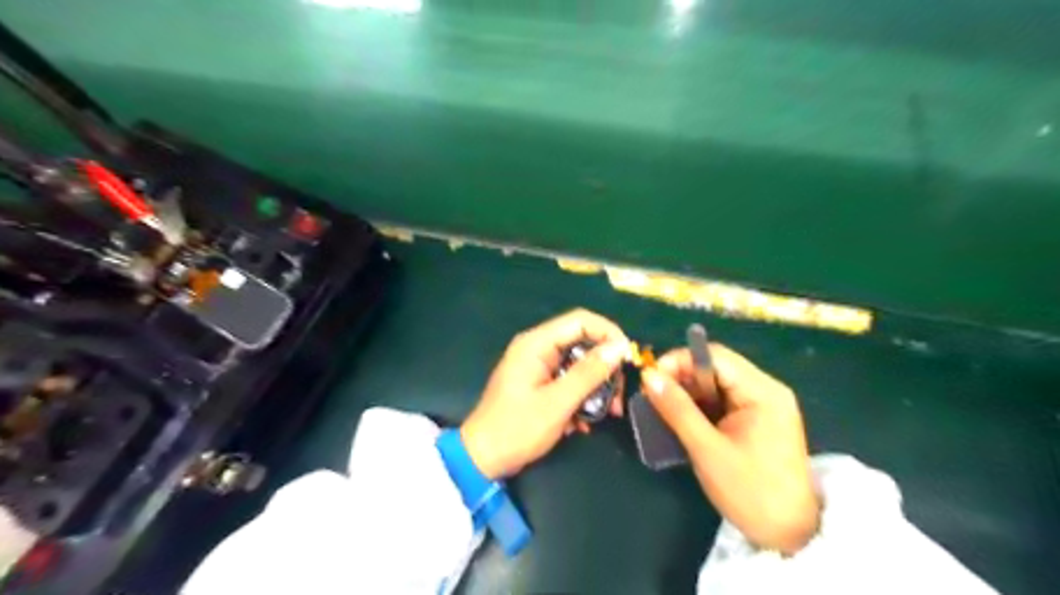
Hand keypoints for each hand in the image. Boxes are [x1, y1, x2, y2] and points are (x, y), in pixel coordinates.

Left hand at [466, 308, 628, 480]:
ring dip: (596, 388)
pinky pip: (568, 380)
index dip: (609, 334)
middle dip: (604, 368)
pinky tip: (584, 423)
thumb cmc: (517, 428)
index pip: (581, 320)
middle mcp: (537, 348)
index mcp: (537, 343)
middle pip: (583, 342)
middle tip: (617, 396)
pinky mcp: (539, 383)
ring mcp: (537, 366)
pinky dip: (581, 397)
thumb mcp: (558, 402)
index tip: (628, 359)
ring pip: (579, 364)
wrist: (482, 458)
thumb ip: (589, 373)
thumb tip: (619, 348)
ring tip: (607, 413)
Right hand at [637, 345, 818, 553]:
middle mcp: (765, 390)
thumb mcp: (707, 449)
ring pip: (716, 383)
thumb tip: (648, 376)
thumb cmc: (750, 492)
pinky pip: (722, 400)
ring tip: (662, 407)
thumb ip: (677, 409)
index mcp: (762, 392)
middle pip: (716, 368)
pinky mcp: (757, 420)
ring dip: (688, 392)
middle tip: (653, 395)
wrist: (790, 536)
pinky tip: (682, 418)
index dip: (679, 361)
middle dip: (681, 377)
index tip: (651, 378)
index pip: (715, 357)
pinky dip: (700, 406)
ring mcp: (763, 404)